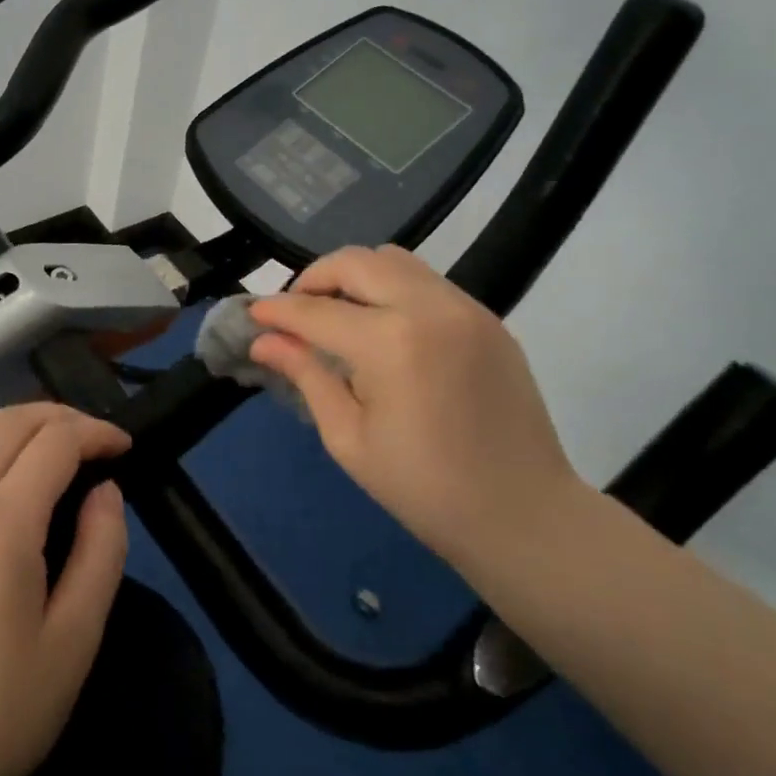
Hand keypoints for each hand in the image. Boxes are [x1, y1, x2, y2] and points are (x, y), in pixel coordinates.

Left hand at [0, 403, 130, 775]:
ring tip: (44, 455)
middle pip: (9, 420)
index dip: (97, 431)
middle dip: (59, 416)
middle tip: (92, 441)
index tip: (124, 446)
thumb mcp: (76, 640)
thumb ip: (101, 550)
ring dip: (13, 428)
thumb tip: (105, 489)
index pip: (55, 441)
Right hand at [249, 245, 577, 568]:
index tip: (251, 314)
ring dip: (354, 276)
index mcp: (391, 344)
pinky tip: (383, 327)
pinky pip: (426, 281)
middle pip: (356, 261)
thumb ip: (306, 376)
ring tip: (338, 313)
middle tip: (294, 311)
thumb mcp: (348, 438)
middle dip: (314, 278)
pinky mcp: (487, 317)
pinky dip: (391, 288)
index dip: (277, 310)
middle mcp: (429, 308)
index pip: (317, 310)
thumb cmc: (425, 489)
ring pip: (393, 260)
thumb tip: (264, 341)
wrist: (524, 515)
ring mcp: (465, 308)